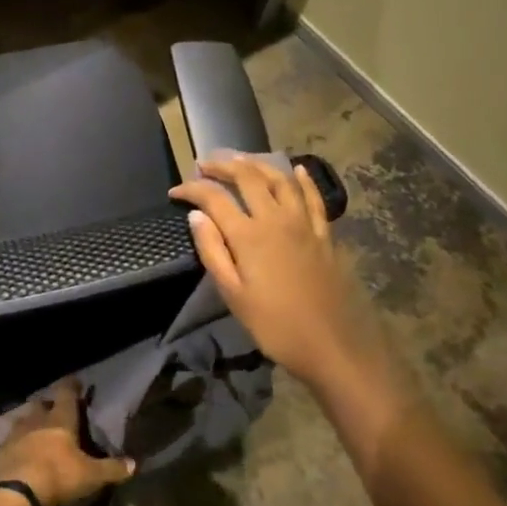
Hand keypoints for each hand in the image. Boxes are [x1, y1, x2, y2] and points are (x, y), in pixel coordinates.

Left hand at [0, 381, 133, 505]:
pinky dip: (17, 444)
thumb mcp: (90, 475)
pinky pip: (10, 441)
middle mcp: (36, 419)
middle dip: (49, 405)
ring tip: (37, 431)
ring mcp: (15, 433)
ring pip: (24, 420)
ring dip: (31, 423)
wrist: (15, 492)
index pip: (66, 393)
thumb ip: (112, 468)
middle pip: (42, 404)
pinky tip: (20, 453)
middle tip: (56, 411)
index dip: (72, 385)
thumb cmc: (58, 475)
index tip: (76, 381)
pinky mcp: (0, 450)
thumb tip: (134, 464)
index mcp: (60, 419)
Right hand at [169, 153, 380, 392]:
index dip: (192, 189)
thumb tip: (196, 215)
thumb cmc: (275, 325)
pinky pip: (313, 197)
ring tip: (240, 159)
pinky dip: (303, 180)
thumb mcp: (233, 294)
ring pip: (280, 179)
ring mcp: (303, 223)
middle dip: (222, 165)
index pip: (214, 198)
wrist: (332, 345)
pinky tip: (297, 170)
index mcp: (248, 235)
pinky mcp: (324, 234)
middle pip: (247, 177)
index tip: (175, 191)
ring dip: (257, 164)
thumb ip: (213, 251)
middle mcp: (276, 218)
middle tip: (204, 163)